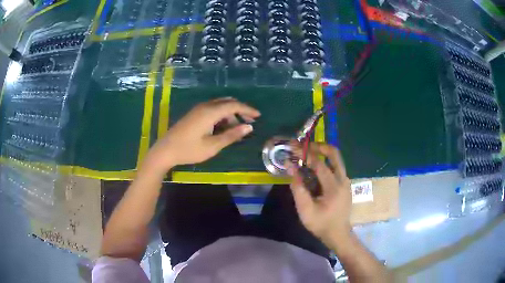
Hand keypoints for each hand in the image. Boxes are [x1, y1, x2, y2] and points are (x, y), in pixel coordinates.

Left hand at [144, 98, 259, 172]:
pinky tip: (223, 128)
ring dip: (230, 114)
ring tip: (236, 130)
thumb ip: (231, 135)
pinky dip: (221, 116)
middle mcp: (205, 106)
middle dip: (240, 110)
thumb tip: (249, 127)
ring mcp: (198, 109)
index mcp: (210, 112)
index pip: (233, 105)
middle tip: (249, 122)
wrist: (165, 150)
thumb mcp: (213, 146)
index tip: (258, 116)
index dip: (247, 109)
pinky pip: (212, 109)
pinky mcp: (194, 114)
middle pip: (227, 102)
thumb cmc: (189, 150)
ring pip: (219, 106)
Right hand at [288, 142, 351, 245]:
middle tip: (304, 146)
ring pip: (336, 159)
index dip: (305, 154)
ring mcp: (346, 181)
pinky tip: (314, 169)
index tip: (293, 147)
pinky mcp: (345, 184)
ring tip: (306, 155)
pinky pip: (336, 167)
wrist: (338, 234)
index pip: (319, 164)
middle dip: (319, 146)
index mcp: (334, 187)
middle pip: (334, 154)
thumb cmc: (321, 224)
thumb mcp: (305, 210)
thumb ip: (298, 188)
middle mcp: (343, 179)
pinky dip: (325, 162)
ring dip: (322, 153)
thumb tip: (290, 167)